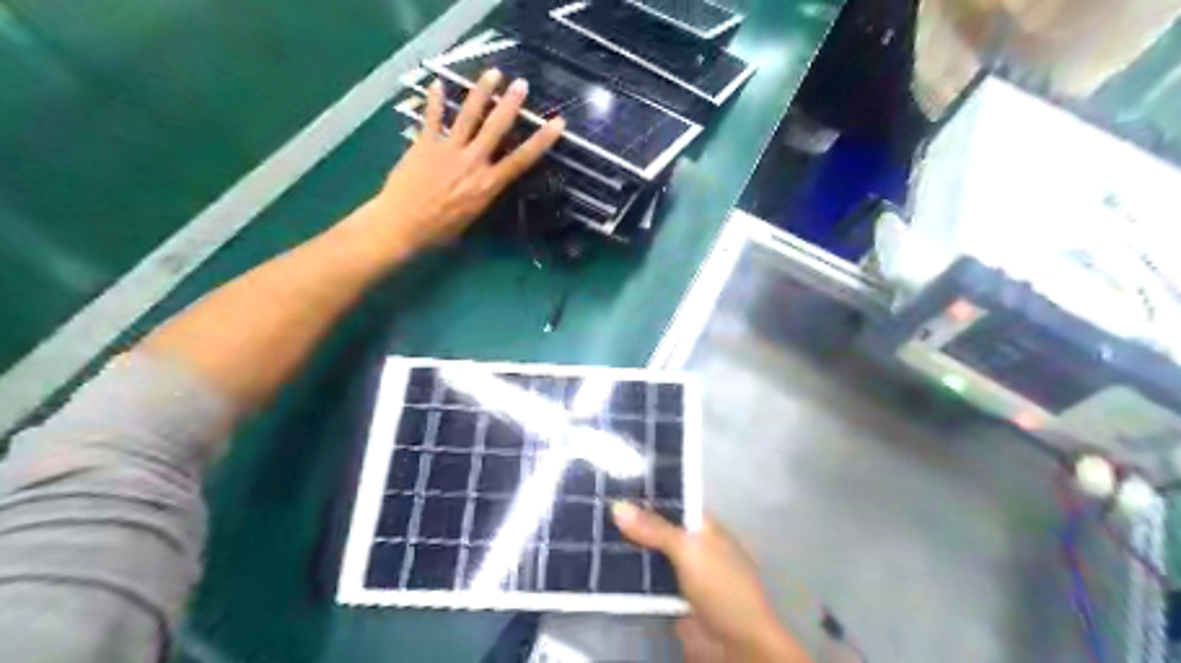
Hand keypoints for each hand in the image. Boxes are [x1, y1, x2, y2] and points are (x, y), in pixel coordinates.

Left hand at [348, 66, 560, 260]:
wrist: (403, 224)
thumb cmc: (440, 230)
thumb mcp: (472, 216)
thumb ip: (482, 194)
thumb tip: (488, 183)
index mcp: (488, 184)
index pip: (521, 159)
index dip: (541, 140)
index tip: (557, 123)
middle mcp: (473, 162)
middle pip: (496, 128)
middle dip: (511, 104)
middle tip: (522, 84)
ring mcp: (448, 150)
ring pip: (469, 115)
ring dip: (482, 92)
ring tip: (493, 73)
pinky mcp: (425, 144)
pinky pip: (432, 118)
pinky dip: (435, 101)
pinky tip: (437, 84)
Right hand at [610, 505, 813, 660]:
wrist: (736, 646)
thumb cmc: (721, 586)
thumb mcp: (689, 550)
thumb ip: (655, 528)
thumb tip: (617, 505)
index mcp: (705, 527)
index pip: (673, 503)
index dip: (647, 494)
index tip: (615, 487)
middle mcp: (693, 547)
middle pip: (659, 530)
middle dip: (632, 523)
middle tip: (595, 509)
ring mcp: (682, 575)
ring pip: (650, 556)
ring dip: (628, 550)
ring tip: (592, 532)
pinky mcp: (671, 600)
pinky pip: (646, 584)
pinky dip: (629, 578)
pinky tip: (601, 567)